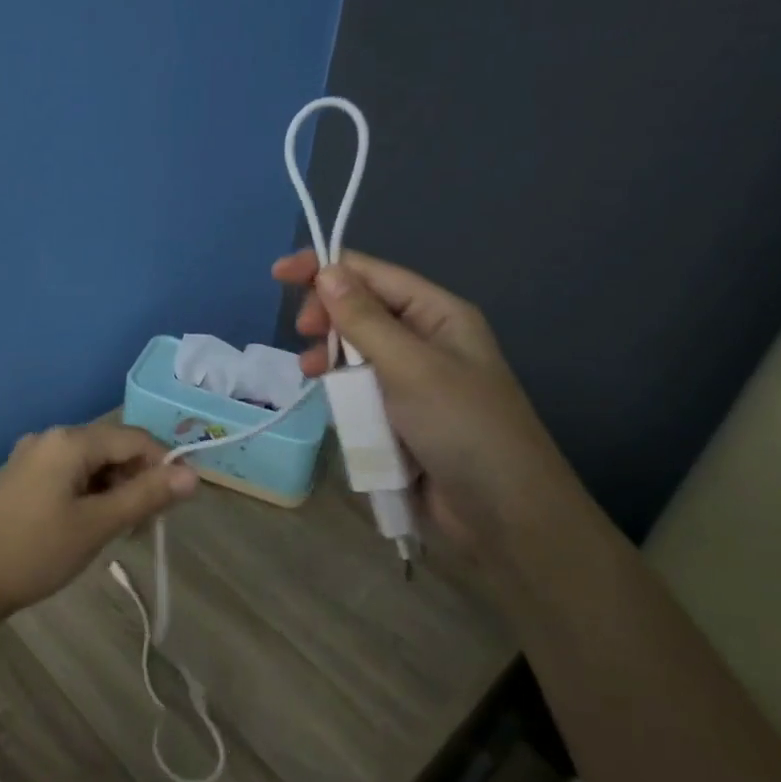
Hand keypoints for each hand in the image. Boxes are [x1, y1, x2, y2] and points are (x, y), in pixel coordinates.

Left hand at [0, 423, 197, 621]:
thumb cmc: (37, 551)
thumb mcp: (98, 525)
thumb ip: (146, 496)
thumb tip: (193, 475)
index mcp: (70, 440)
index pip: (135, 439)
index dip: (163, 466)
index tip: (175, 505)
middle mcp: (51, 437)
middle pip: (113, 448)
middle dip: (137, 481)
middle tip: (144, 527)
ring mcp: (33, 456)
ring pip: (92, 464)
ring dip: (114, 491)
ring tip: (118, 532)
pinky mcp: (23, 477)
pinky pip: (70, 474)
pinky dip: (90, 494)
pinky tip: (89, 526)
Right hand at [273, 249, 586, 563]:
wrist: (501, 513)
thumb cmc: (462, 427)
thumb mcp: (411, 367)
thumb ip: (364, 320)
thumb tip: (327, 271)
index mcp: (437, 313)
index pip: (372, 274)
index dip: (325, 268)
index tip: (279, 274)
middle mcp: (423, 338)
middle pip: (359, 308)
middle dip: (327, 314)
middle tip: (305, 334)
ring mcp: (409, 378)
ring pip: (353, 349)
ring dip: (328, 353)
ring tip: (310, 371)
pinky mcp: (396, 413)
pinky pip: (357, 386)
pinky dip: (338, 386)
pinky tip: (325, 395)